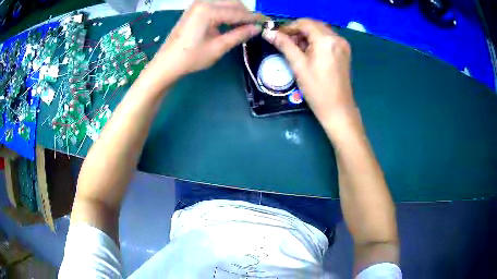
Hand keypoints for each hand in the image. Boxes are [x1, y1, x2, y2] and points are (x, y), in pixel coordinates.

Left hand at [149, 0, 263, 83]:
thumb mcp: (218, 47)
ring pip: (225, 3)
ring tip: (244, 25)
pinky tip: (229, 22)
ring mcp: (197, 4)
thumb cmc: (190, 57)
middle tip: (255, 25)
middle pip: (232, 3)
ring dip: (236, 12)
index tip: (268, 22)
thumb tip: (257, 28)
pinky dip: (225, 12)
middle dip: (245, 13)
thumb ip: (239, 35)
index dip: (254, 18)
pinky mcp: (194, 9)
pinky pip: (215, 6)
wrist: (166, 63)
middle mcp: (203, 2)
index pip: (237, 12)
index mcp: (208, 10)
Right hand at [262, 19, 354, 122]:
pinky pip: (327, 39)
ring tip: (296, 49)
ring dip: (307, 36)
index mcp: (326, 40)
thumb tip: (268, 33)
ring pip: (320, 31)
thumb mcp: (298, 65)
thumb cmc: (317, 89)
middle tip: (286, 42)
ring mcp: (343, 45)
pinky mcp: (344, 51)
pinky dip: (316, 41)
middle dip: (298, 31)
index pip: (304, 23)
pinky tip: (309, 52)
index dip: (289, 27)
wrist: (338, 109)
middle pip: (313, 25)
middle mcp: (337, 38)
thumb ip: (284, 45)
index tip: (278, 35)